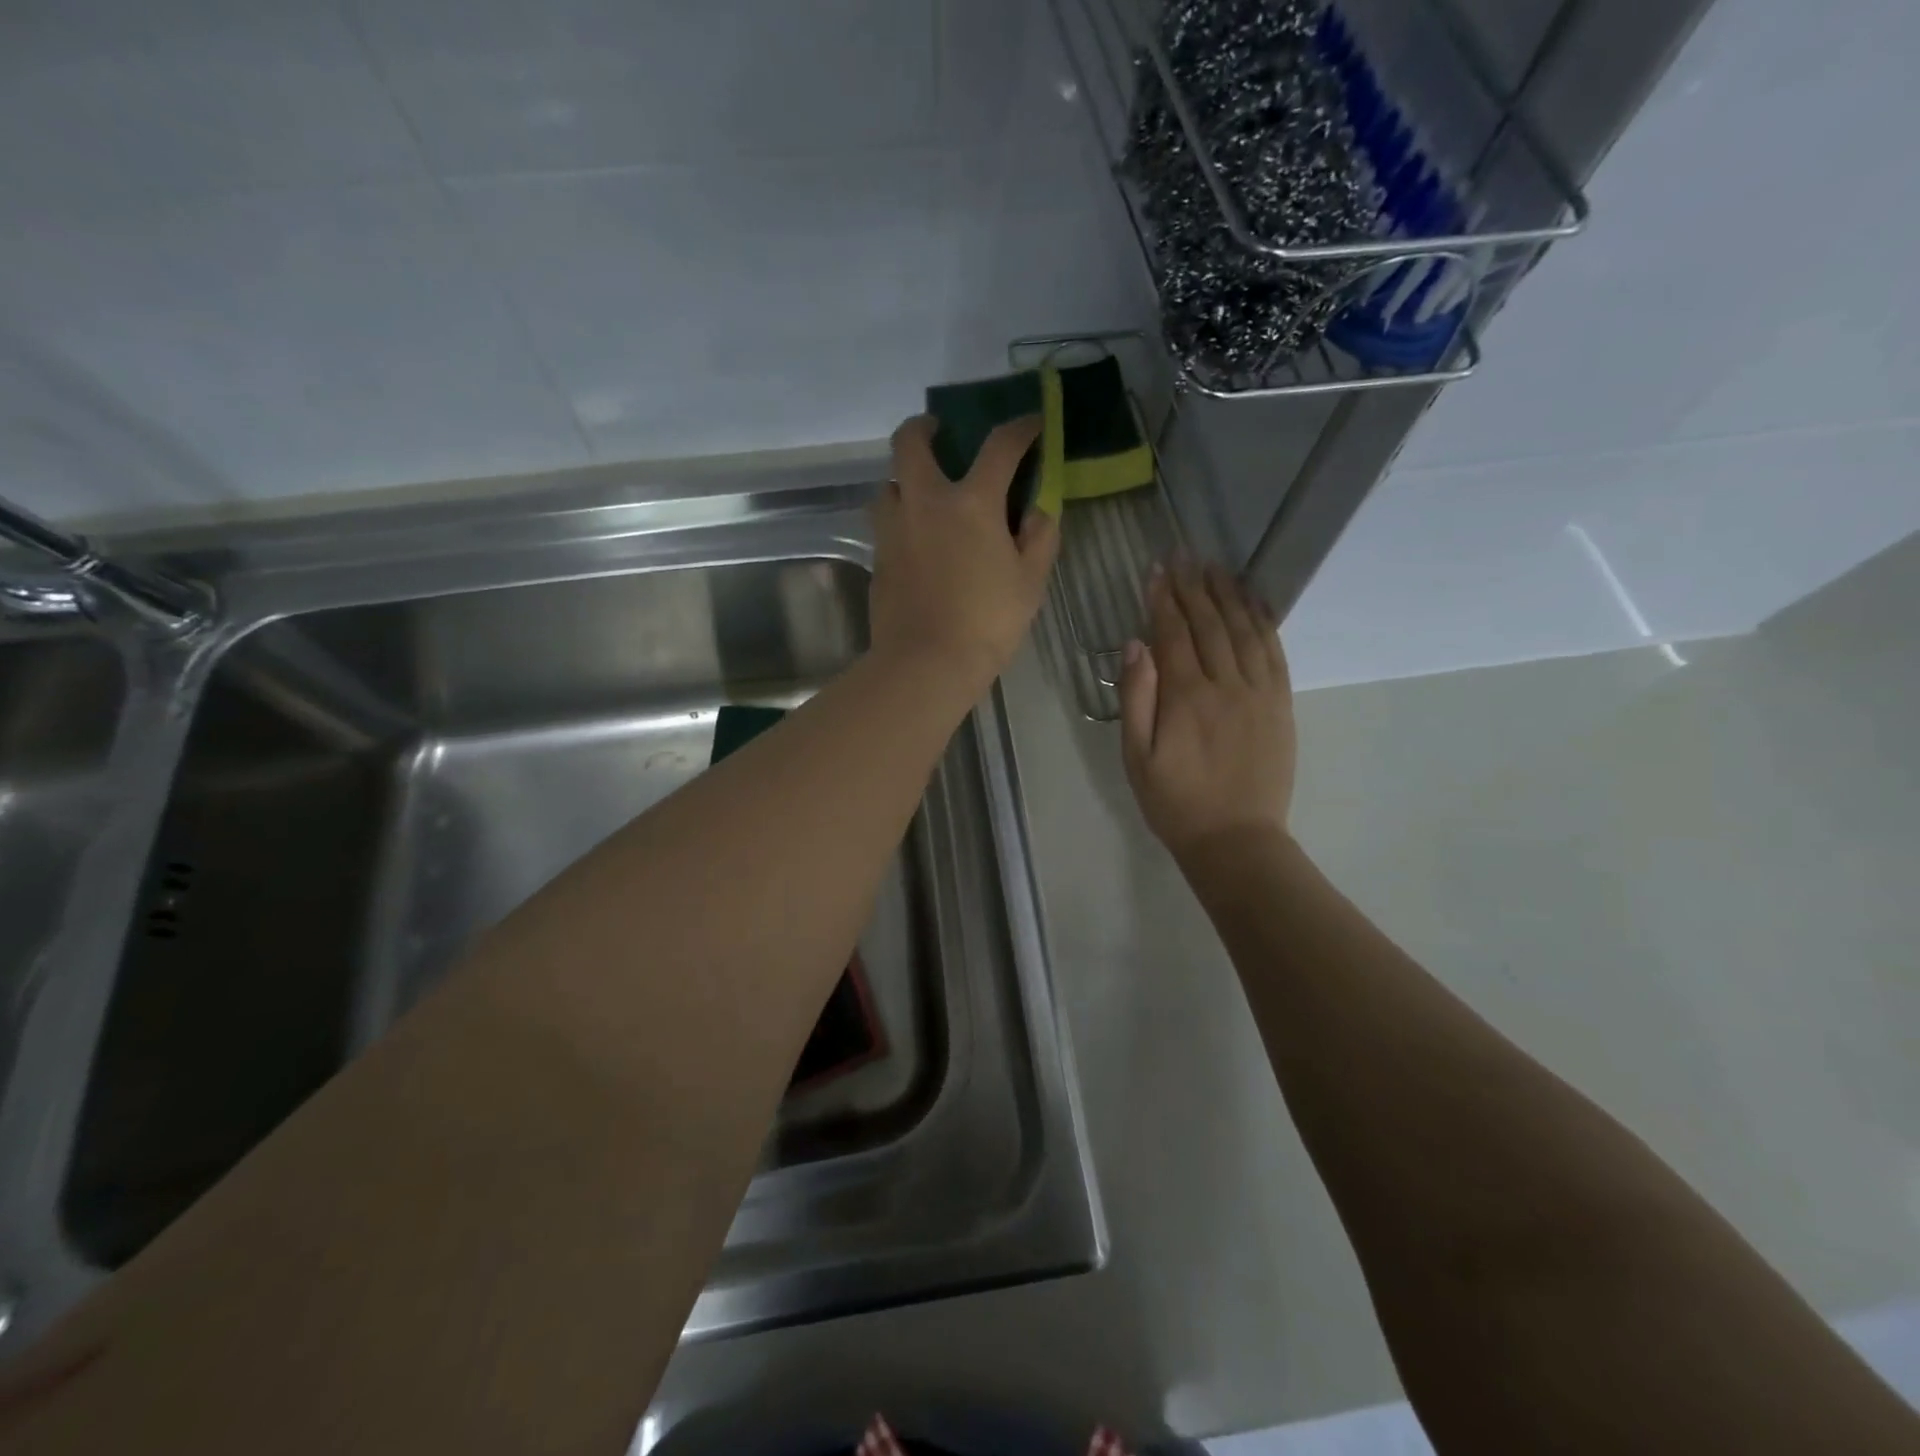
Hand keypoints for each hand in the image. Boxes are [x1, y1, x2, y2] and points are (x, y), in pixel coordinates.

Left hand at [868, 414, 1060, 691]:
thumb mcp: (1031, 582)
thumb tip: (1038, 509)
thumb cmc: (987, 623)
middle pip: (910, 442)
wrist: (927, 663)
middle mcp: (925, 502)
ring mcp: (894, 529)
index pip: (999, 446)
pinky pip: (885, 522)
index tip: (1031, 425)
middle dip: (924, 427)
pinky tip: (916, 539)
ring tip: (923, 494)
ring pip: (888, 483)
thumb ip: (1040, 537)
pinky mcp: (878, 557)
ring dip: (904, 478)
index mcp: (971, 502)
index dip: (1020, 429)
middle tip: (939, 432)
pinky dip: (900, 518)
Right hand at [1119, 558, 1295, 861]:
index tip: (1156, 570)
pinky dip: (1265, 622)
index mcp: (1186, 697)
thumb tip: (1136, 645)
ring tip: (1216, 568)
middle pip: (1209, 624)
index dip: (1163, 599)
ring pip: (1245, 631)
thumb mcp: (1137, 758)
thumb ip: (1136, 699)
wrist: (1237, 840)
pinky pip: (1275, 652)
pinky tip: (1255, 603)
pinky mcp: (1281, 705)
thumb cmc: (1175, 803)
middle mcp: (1226, 685)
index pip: (1173, 634)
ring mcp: (1260, 693)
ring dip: (1229, 595)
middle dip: (1194, 588)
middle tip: (1184, 556)